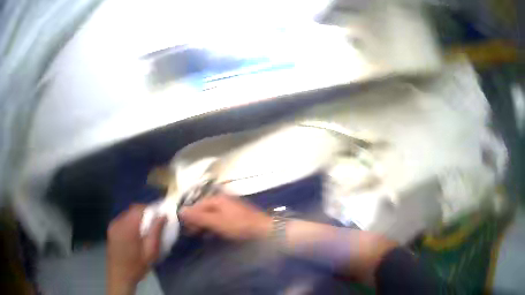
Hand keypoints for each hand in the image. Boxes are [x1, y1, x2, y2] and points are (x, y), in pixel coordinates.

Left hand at [107, 205, 165, 294]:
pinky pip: (122, 220)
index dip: (150, 209)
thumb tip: (162, 216)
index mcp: (128, 227)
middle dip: (144, 214)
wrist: (120, 276)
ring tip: (144, 231)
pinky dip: (130, 223)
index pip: (138, 208)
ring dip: (136, 219)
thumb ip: (156, 232)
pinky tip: (134, 235)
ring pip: (127, 215)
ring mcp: (113, 226)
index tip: (158, 217)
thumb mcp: (151, 252)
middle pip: (132, 210)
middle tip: (153, 225)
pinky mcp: (110, 230)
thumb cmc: (137, 266)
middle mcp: (118, 222)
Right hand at [179, 195, 271, 240]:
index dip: (190, 216)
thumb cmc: (238, 225)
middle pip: (204, 208)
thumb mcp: (216, 222)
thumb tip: (180, 210)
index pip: (197, 205)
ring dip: (205, 224)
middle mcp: (223, 199)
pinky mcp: (236, 214)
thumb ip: (198, 217)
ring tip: (199, 234)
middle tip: (191, 232)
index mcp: (217, 199)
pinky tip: (212, 233)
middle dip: (197, 220)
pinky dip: (214, 225)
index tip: (184, 227)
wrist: (264, 229)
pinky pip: (220, 218)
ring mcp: (231, 206)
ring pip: (212, 214)